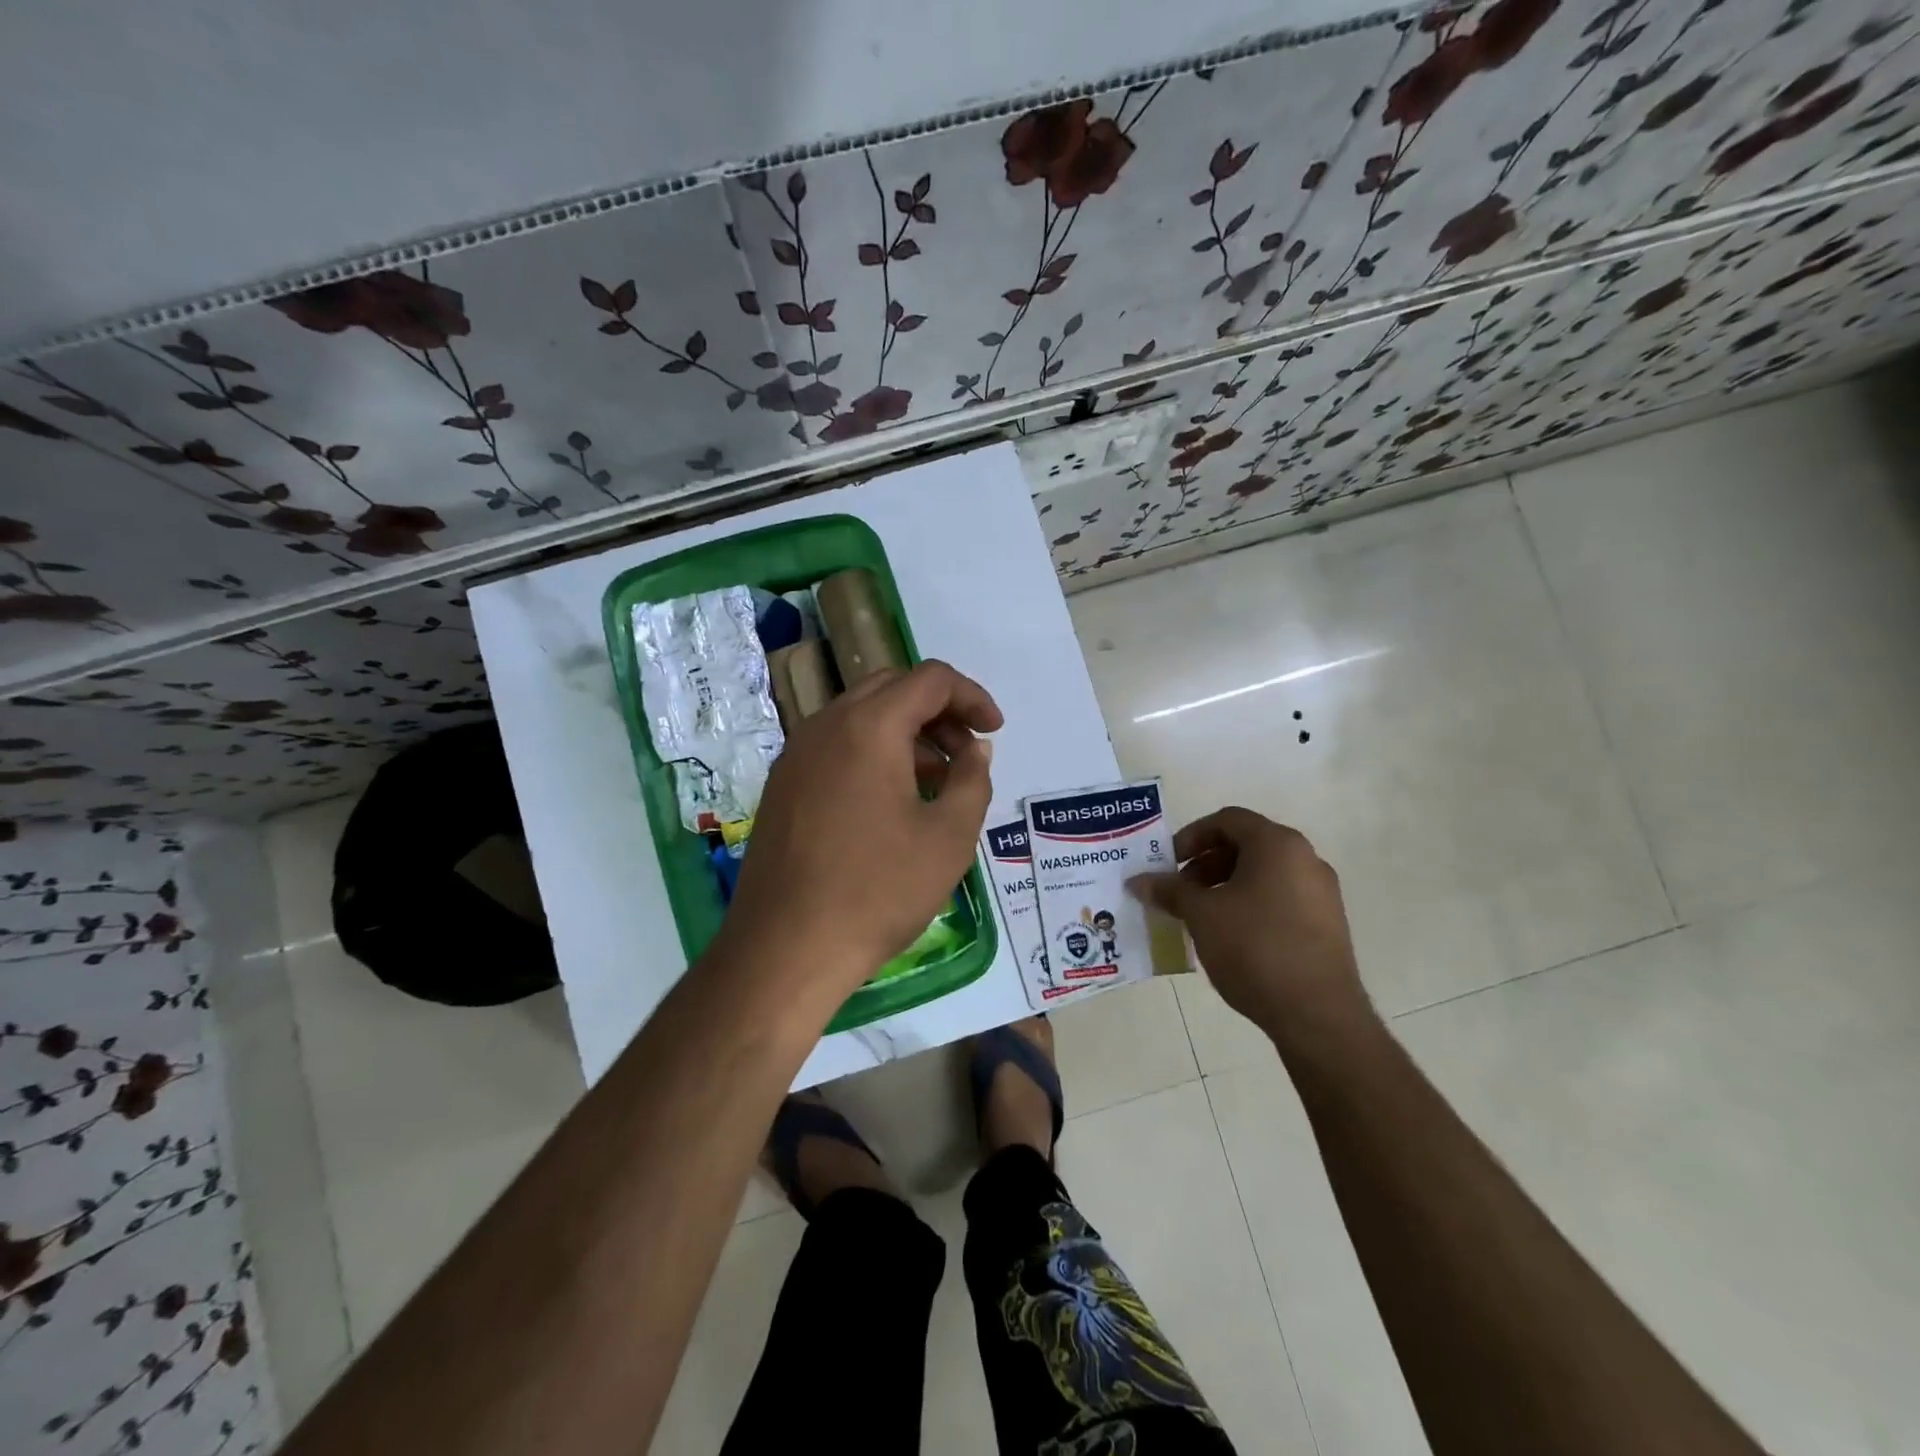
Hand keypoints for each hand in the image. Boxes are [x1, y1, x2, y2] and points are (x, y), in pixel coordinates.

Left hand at [719, 660, 1000, 1002]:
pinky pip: (836, 745)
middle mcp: (826, 725)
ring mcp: (797, 754)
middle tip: (966, 753)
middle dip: (938, 711)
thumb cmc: (878, 891)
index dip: (972, 697)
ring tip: (936, 781)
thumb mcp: (949, 837)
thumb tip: (974, 749)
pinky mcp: (782, 784)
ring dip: (906, 732)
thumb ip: (972, 780)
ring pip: (861, 716)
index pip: (931, 680)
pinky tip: (891, 800)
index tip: (994, 732)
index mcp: (870, 727)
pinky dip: (873, 752)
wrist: (785, 948)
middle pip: (892, 688)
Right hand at [1128, 807, 1370, 1045]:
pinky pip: (1280, 898)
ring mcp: (1321, 893)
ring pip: (1263, 873)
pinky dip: (1250, 904)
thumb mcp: (1201, 915)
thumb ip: (1169, 891)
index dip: (1191, 836)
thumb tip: (1138, 881)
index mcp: (1278, 845)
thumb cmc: (1255, 948)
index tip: (1169, 864)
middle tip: (1180, 891)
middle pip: (1246, 845)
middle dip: (1206, 863)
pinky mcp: (1327, 924)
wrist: (1317, 1014)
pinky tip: (1231, 936)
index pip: (1227, 820)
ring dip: (1225, 885)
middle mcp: (1306, 859)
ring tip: (1201, 916)